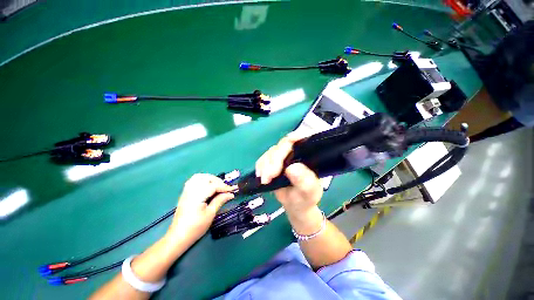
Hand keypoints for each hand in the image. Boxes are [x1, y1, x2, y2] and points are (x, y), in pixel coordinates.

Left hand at [166, 174, 234, 243]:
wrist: (178, 237)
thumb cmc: (195, 227)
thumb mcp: (210, 214)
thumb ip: (220, 201)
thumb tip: (231, 194)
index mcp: (197, 196)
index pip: (213, 186)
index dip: (224, 187)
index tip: (233, 189)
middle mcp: (191, 191)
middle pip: (206, 178)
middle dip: (217, 181)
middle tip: (225, 188)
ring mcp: (186, 191)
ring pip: (198, 177)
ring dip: (209, 178)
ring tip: (217, 185)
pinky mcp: (185, 193)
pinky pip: (193, 180)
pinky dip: (202, 180)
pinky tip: (207, 186)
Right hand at [255, 132, 322, 215]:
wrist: (295, 205)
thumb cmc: (305, 198)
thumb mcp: (308, 191)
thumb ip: (304, 180)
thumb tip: (292, 168)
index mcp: (307, 157)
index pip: (302, 141)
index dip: (294, 138)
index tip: (289, 140)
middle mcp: (294, 154)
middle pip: (282, 146)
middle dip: (274, 160)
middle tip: (269, 177)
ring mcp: (282, 158)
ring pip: (271, 152)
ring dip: (265, 165)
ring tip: (265, 180)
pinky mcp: (272, 163)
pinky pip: (263, 160)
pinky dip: (260, 167)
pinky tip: (261, 176)